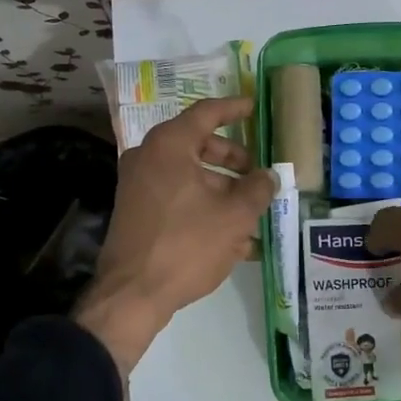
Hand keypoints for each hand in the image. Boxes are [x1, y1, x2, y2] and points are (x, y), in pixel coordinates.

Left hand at [75, 97, 274, 374]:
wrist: (132, 294)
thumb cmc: (186, 244)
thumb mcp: (234, 216)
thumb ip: (257, 189)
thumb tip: (268, 177)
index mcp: (169, 145)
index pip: (206, 113)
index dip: (234, 108)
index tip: (253, 106)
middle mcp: (149, 157)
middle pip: (199, 145)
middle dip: (233, 159)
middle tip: (258, 173)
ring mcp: (139, 186)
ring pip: (190, 175)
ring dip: (223, 190)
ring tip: (253, 215)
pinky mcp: (137, 212)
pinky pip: (177, 198)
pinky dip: (204, 207)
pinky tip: (233, 238)